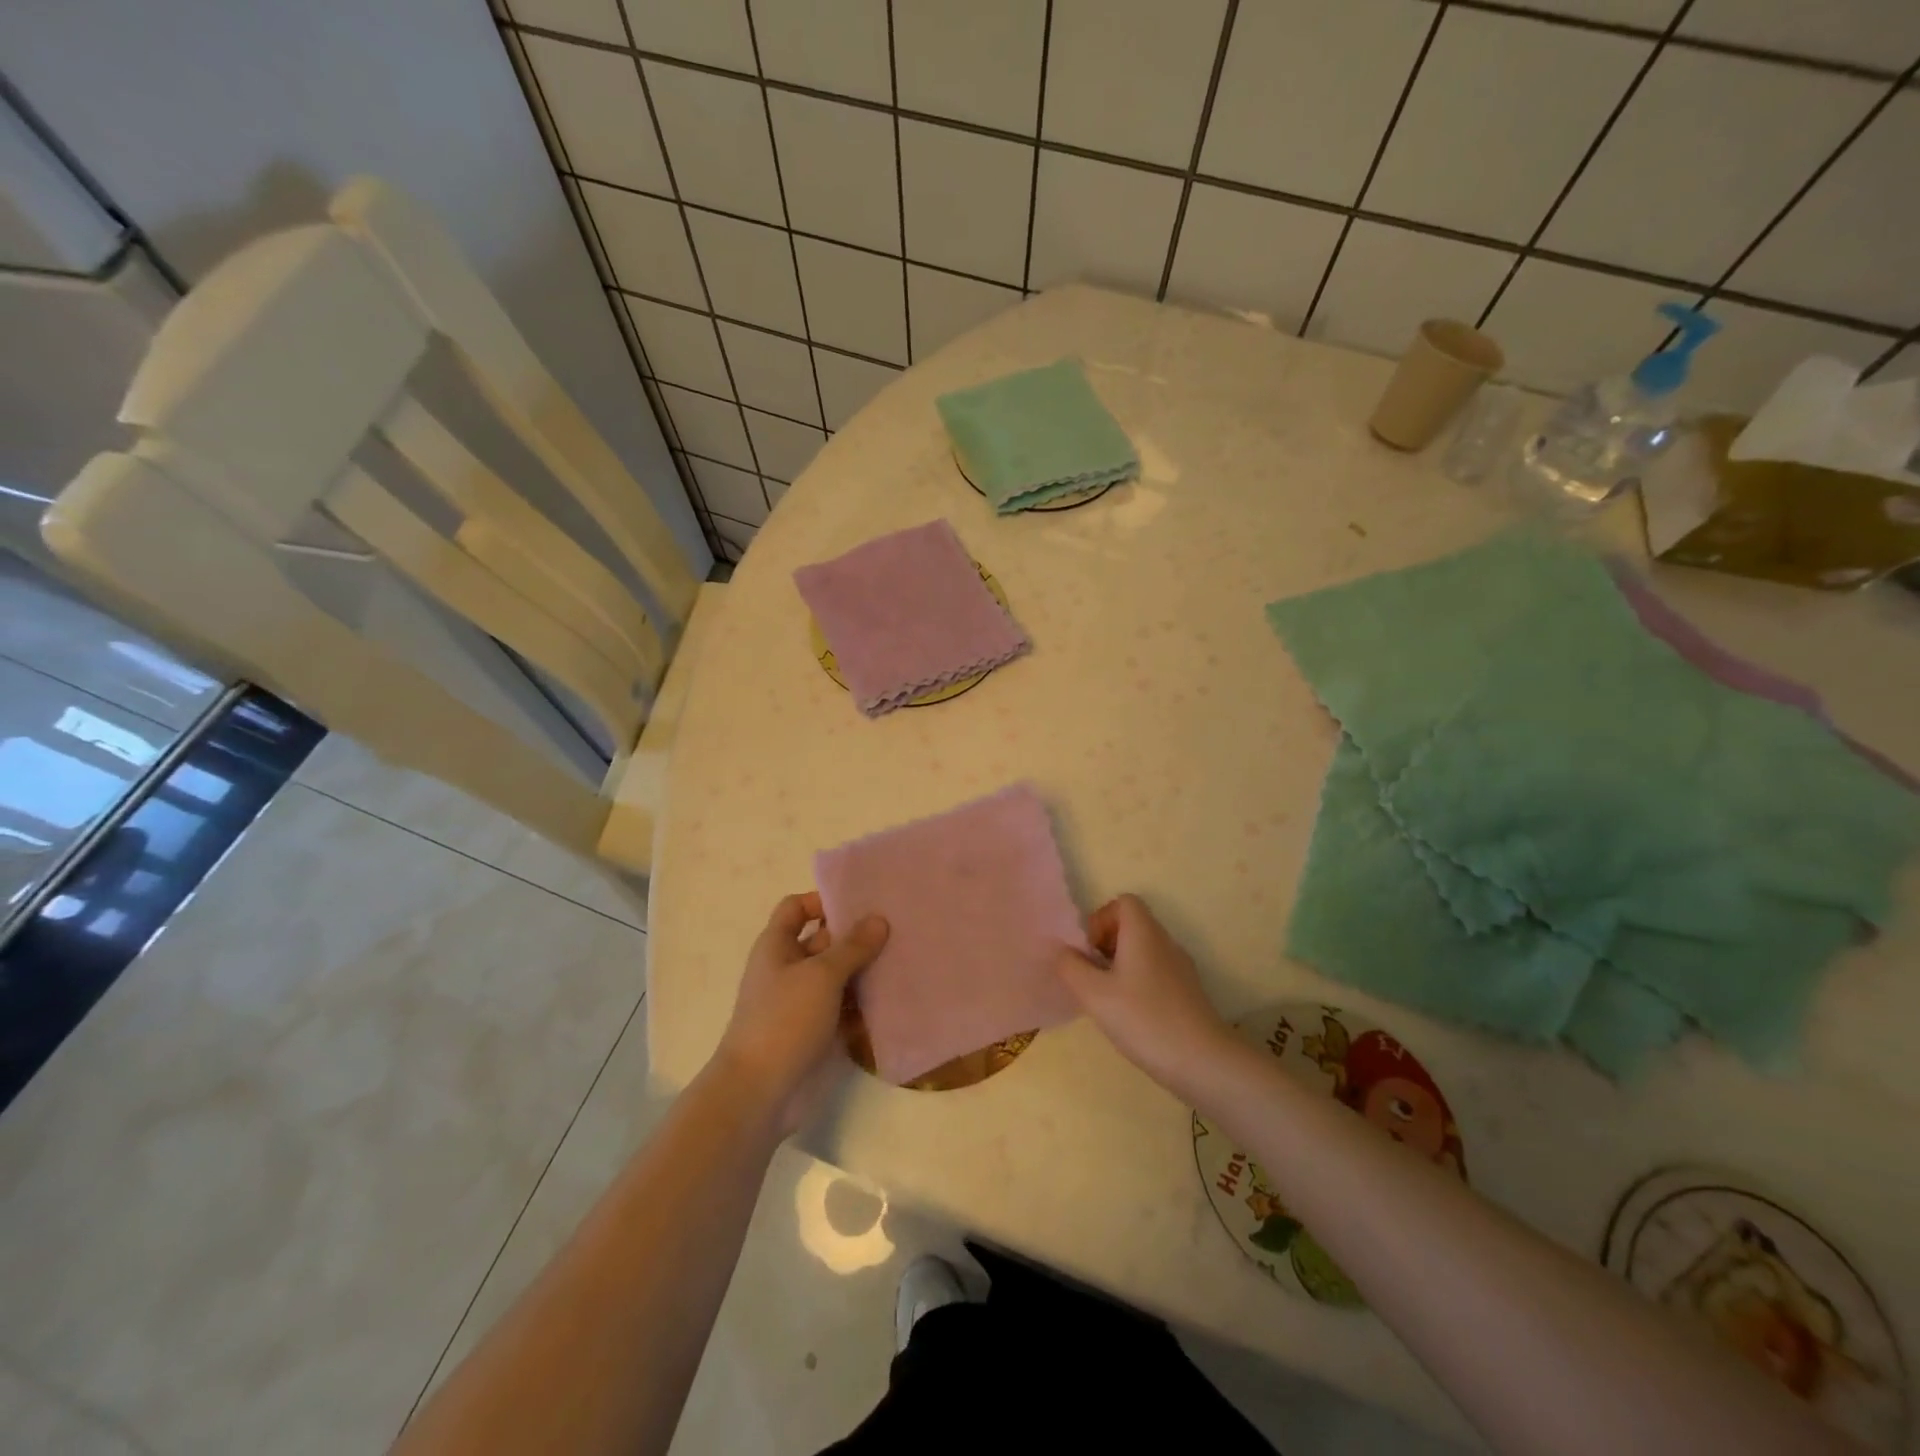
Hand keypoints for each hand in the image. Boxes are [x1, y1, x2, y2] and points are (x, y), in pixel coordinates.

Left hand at [714, 892, 888, 1133]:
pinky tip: (898, 996)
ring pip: (840, 976)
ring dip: (867, 969)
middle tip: (899, 926)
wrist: (760, 1093)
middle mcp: (789, 969)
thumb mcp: (821, 975)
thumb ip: (852, 946)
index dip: (823, 900)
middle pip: (825, 941)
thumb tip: (879, 920)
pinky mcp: (819, 1031)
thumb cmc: (783, 1020)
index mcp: (777, 946)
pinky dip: (867, 1003)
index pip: (797, 908)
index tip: (861, 902)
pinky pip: (847, 1008)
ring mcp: (804, 1003)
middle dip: (857, 935)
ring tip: (907, 956)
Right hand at [1054, 894, 1233, 1097]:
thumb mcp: (1093, 993)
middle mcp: (1165, 941)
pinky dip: (1139, 983)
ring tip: (1108, 999)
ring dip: (1121, 966)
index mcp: (1144, 932)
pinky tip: (1132, 1016)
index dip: (1101, 919)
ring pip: (1144, 950)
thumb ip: (1071, 966)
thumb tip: (1064, 951)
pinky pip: (1157, 972)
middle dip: (1107, 945)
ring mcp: (1181, 967)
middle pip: (1133, 925)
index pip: (1124, 902)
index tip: (1090, 952)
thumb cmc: (1143, 1018)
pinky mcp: (1188, 991)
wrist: (1202, 1060)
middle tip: (1093, 976)